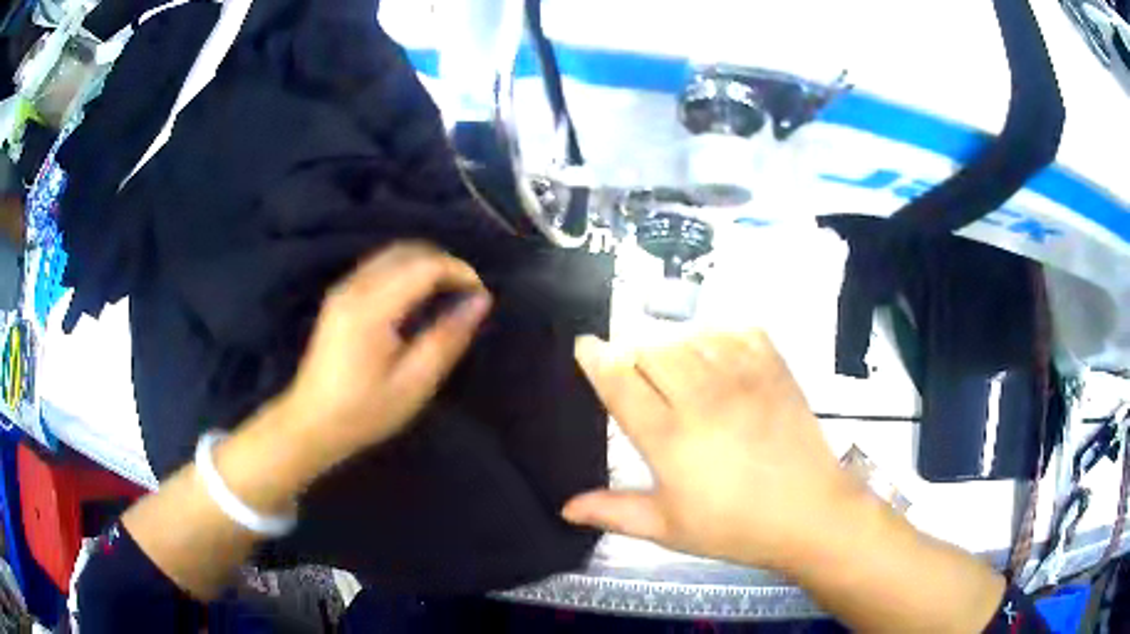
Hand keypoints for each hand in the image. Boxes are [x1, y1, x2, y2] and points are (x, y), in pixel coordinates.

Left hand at [276, 242, 490, 471]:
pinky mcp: (339, 296)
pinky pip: (379, 266)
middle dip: (444, 263)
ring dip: (424, 265)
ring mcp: (343, 289)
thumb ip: (447, 338)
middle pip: (407, 251)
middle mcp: (355, 287)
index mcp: (372, 308)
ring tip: (447, 294)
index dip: (459, 272)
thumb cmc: (364, 411)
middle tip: (467, 294)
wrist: (312, 423)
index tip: (480, 295)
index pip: (425, 267)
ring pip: (392, 254)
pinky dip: (405, 271)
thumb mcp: (414, 384)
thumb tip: (480, 301)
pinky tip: (416, 298)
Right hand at [563, 331, 863, 572]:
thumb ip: (615, 512)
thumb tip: (566, 508)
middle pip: (651, 347)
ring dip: (671, 342)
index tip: (585, 345)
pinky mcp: (774, 369)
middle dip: (631, 350)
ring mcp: (742, 377)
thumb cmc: (735, 527)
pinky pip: (736, 330)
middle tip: (632, 369)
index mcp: (670, 438)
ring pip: (689, 335)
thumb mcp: (669, 529)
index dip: (596, 357)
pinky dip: (717, 333)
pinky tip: (715, 352)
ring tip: (672, 362)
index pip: (620, 380)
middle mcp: (702, 397)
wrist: (810, 514)